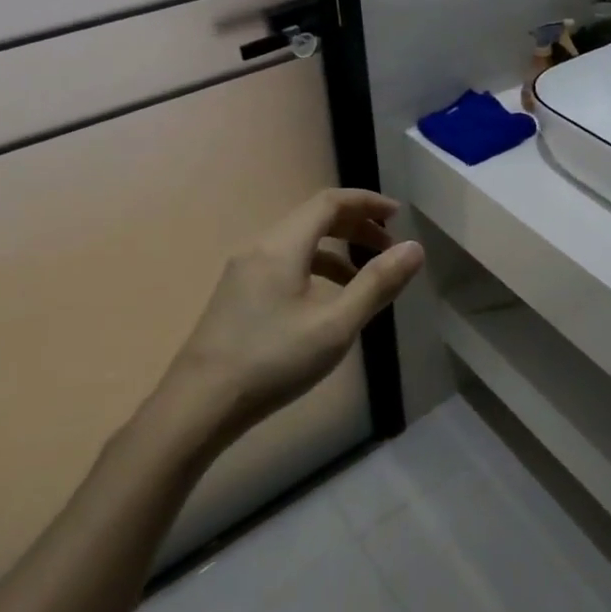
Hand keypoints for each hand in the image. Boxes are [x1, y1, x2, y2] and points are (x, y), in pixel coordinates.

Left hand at [162, 189, 423, 442]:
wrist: (196, 409)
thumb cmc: (272, 361)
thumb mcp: (335, 325)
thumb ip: (377, 284)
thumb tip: (415, 248)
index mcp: (283, 245)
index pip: (330, 202)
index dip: (367, 202)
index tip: (398, 216)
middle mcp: (261, 248)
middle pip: (315, 218)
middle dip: (356, 225)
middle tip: (389, 246)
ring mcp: (244, 272)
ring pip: (299, 243)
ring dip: (338, 249)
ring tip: (366, 277)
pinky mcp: (237, 296)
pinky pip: (285, 263)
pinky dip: (316, 268)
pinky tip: (328, 302)